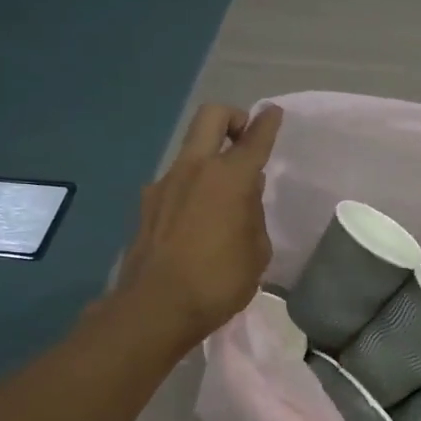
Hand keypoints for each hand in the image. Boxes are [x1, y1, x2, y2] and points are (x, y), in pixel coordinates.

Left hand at [105, 103, 282, 350]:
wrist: (155, 307)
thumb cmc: (219, 281)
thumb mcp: (257, 252)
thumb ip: (253, 216)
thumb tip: (244, 198)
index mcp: (231, 178)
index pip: (254, 138)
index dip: (268, 123)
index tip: (274, 113)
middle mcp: (195, 169)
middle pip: (211, 117)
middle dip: (233, 118)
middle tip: (244, 139)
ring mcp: (165, 184)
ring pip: (191, 151)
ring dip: (210, 159)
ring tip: (224, 197)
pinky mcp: (146, 205)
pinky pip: (176, 182)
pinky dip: (192, 188)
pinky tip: (198, 221)